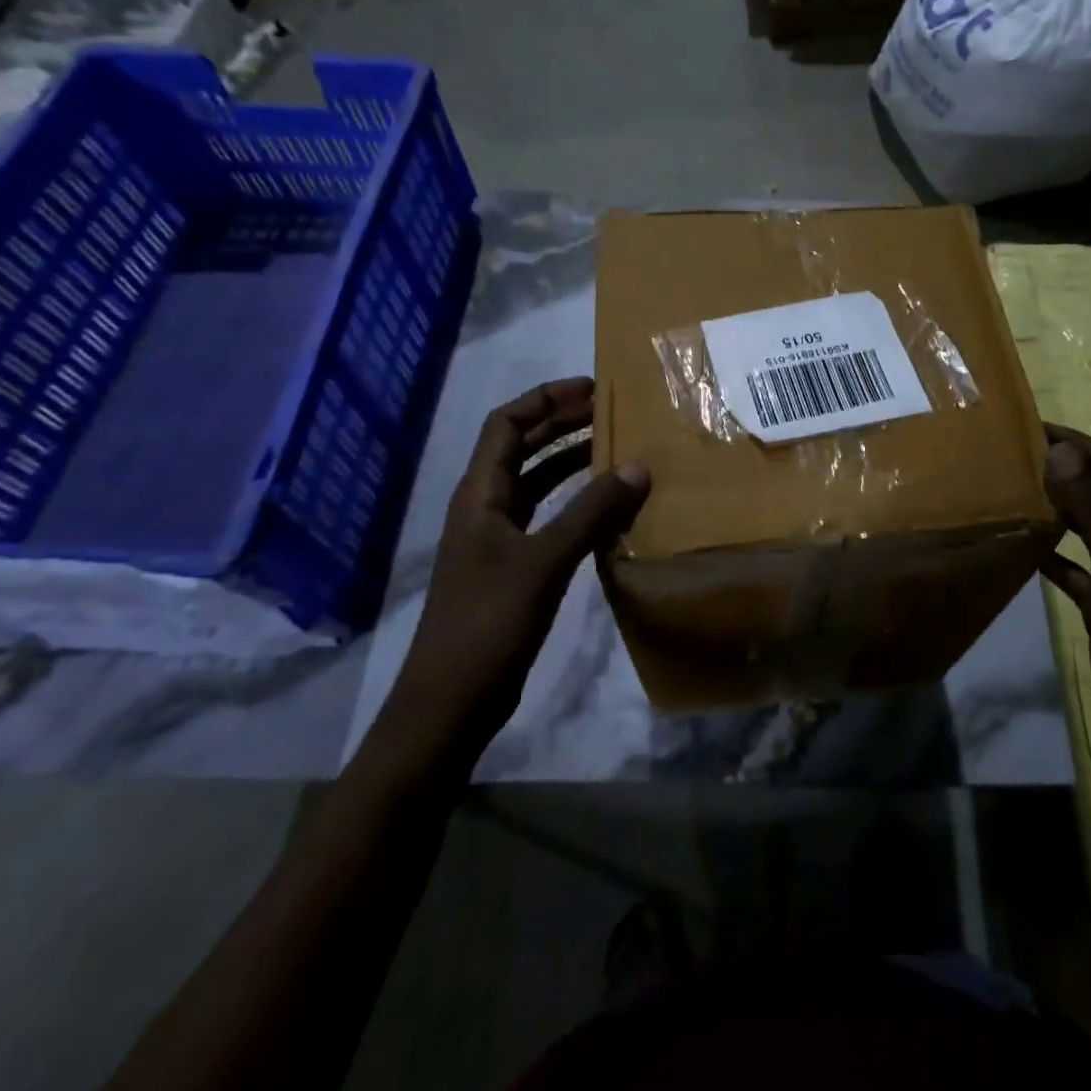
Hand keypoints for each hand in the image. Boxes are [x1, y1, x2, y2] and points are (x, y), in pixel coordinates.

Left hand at [376, 378, 648, 776]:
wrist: (452, 701)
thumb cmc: (489, 622)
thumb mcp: (545, 561)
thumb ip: (591, 512)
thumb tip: (638, 466)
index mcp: (479, 494)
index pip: (505, 424)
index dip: (545, 401)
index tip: (590, 389)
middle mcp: (484, 507)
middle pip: (520, 447)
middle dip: (561, 424)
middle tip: (611, 410)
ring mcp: (497, 538)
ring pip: (535, 482)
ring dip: (569, 461)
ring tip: (615, 448)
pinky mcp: (512, 567)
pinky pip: (546, 516)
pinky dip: (574, 502)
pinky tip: (606, 506)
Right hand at [1038, 425, 1090, 813]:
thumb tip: (1060, 451)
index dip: (1080, 443)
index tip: (1032, 428)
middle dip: (1063, 470)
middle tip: (1011, 454)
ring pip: (1085, 527)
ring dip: (1054, 507)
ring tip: (1010, 489)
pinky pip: (1072, 566)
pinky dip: (1049, 552)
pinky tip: (1019, 543)